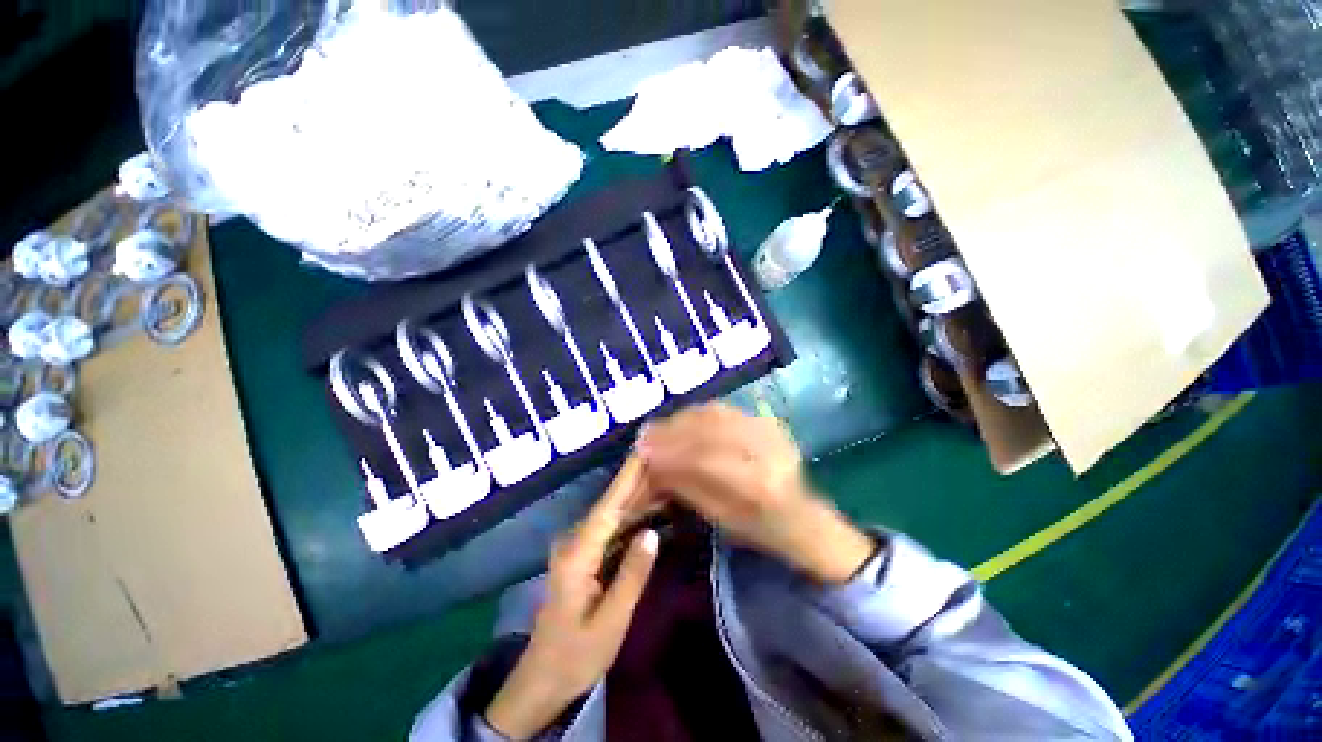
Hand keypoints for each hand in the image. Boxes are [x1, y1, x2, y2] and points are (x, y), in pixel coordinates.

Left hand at [485, 457, 658, 739]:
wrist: (542, 681)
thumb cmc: (576, 656)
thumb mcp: (610, 622)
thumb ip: (631, 575)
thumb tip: (651, 533)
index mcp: (577, 556)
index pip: (607, 508)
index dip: (626, 479)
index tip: (642, 452)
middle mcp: (573, 544)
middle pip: (609, 507)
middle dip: (636, 483)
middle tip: (664, 461)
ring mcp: (576, 550)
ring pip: (610, 516)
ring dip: (636, 498)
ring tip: (663, 479)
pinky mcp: (582, 558)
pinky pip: (609, 530)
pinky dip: (630, 518)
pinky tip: (648, 510)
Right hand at [636, 403, 873, 584]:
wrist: (803, 516)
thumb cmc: (759, 529)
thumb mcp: (720, 517)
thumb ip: (686, 486)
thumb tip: (652, 463)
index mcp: (760, 485)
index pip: (706, 458)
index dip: (671, 452)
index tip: (642, 450)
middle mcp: (768, 450)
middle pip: (710, 430)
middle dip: (672, 430)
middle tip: (645, 434)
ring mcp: (771, 431)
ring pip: (717, 414)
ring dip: (683, 418)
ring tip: (660, 427)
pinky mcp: (768, 420)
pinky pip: (726, 410)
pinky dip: (699, 413)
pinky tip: (683, 419)